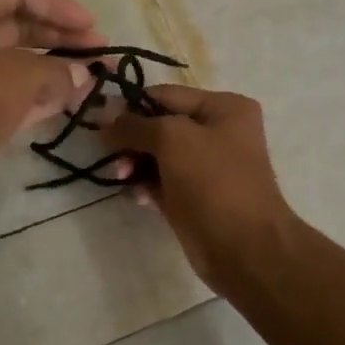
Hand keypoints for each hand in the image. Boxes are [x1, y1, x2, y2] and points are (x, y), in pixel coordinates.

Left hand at [0, 0, 103, 208]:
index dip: (56, 6)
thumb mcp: (22, 74)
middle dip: (62, 38)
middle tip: (102, 50)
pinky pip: (19, 96)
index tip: (91, 24)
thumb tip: (85, 74)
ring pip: (22, 65)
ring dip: (59, 69)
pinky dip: (47, 96)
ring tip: (99, 76)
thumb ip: (60, 70)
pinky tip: (79, 99)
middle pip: (21, 28)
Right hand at [103, 86, 301, 291]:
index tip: (99, 121)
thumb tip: (106, 117)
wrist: (244, 248)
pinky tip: (138, 197)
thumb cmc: (213, 182)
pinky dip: (146, 185)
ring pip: (157, 156)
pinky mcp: (196, 197)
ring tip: (122, 178)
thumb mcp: (172, 139)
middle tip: (109, 156)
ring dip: (135, 164)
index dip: (131, 106)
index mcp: (224, 108)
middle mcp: (218, 132)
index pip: (165, 95)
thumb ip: (135, 124)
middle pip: (159, 126)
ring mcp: (207, 167)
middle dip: (132, 140)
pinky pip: (162, 182)